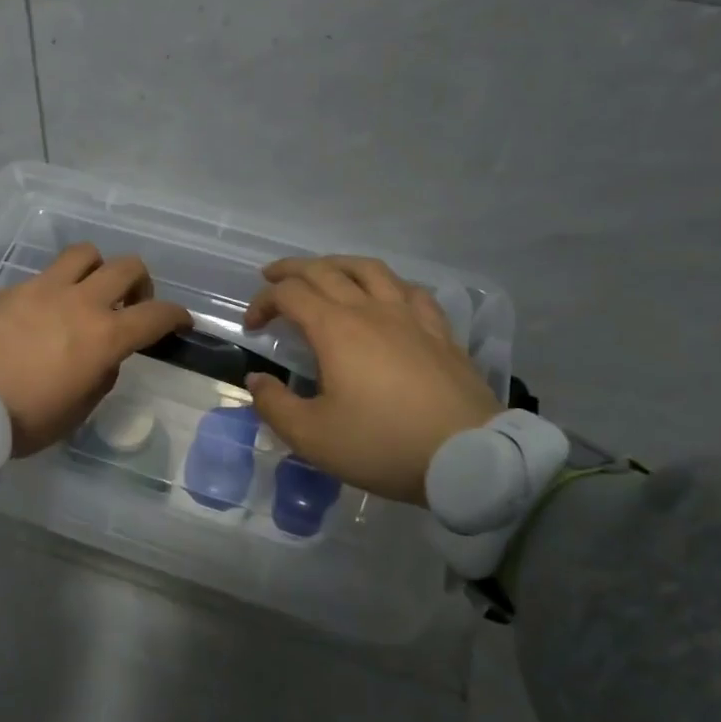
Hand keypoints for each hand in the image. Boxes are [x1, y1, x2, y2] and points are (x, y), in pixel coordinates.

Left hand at [0, 244, 191, 458]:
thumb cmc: (20, 419)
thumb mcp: (74, 412)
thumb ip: (99, 378)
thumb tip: (102, 357)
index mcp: (102, 336)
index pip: (156, 314)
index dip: (176, 316)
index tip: (180, 322)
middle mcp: (78, 302)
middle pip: (126, 267)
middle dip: (140, 284)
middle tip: (132, 304)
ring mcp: (41, 289)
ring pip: (84, 254)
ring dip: (97, 270)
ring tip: (88, 293)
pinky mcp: (9, 288)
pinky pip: (43, 275)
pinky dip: (54, 288)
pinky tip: (40, 314)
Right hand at [242, 256, 501, 504]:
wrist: (468, 457)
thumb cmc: (382, 444)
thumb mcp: (312, 437)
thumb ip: (275, 405)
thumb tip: (256, 380)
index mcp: (335, 330)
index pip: (289, 295)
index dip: (263, 301)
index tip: (253, 326)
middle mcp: (370, 310)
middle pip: (324, 270)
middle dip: (291, 270)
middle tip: (272, 277)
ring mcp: (409, 316)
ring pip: (369, 269)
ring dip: (338, 264)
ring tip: (325, 271)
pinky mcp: (439, 331)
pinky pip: (410, 290)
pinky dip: (387, 283)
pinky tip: (386, 294)